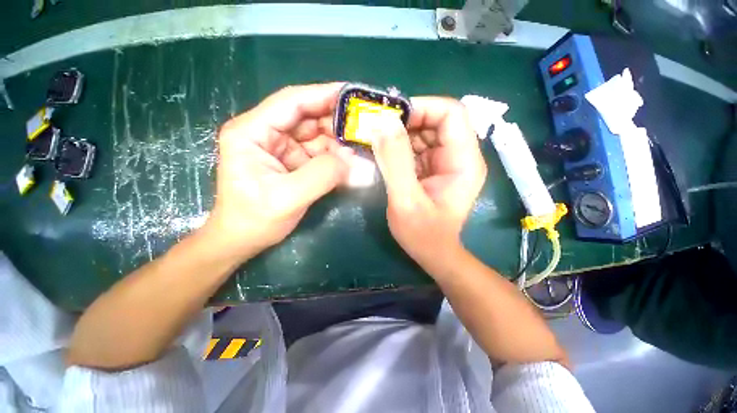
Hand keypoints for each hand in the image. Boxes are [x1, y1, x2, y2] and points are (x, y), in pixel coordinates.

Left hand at [202, 83, 352, 262]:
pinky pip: (319, 154)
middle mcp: (267, 134)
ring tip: (362, 148)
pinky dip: (336, 158)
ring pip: (317, 136)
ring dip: (339, 143)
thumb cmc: (253, 219)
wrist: (243, 240)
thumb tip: (352, 160)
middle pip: (308, 118)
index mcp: (252, 132)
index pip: (292, 102)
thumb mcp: (286, 198)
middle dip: (336, 122)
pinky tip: (351, 163)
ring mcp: (282, 149)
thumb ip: (321, 175)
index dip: (323, 94)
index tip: (352, 94)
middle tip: (365, 127)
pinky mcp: (293, 163)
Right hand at [372, 97, 486, 274]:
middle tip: (377, 131)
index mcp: (464, 161)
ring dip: (400, 135)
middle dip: (406, 122)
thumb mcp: (406, 200)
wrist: (432, 253)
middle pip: (436, 120)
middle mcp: (459, 156)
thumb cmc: (423, 234)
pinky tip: (384, 156)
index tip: (391, 118)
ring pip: (424, 133)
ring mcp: (446, 162)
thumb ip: (395, 162)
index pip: (451, 113)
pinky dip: (399, 147)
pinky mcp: (433, 169)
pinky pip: (416, 148)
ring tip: (376, 143)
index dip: (422, 108)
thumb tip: (383, 123)